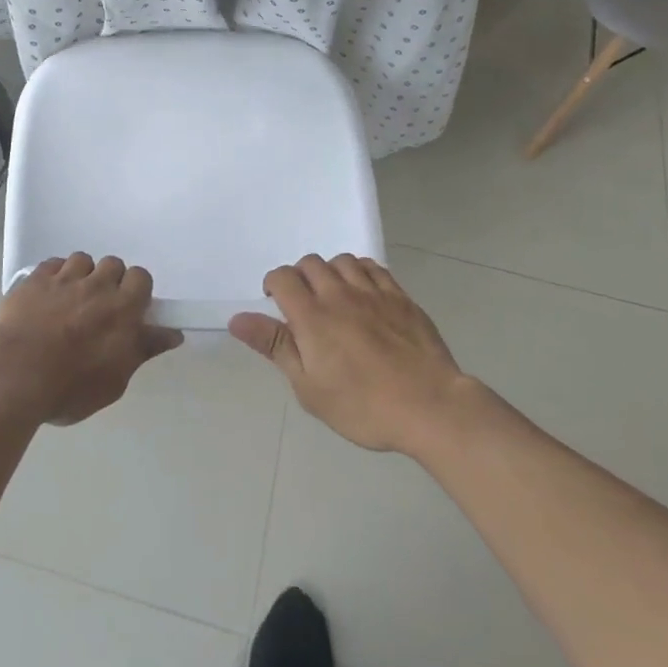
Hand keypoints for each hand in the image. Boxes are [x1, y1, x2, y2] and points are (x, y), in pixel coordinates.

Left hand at [0, 253, 182, 425]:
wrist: (17, 375)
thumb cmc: (72, 386)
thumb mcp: (116, 380)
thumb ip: (143, 350)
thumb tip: (173, 333)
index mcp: (122, 308)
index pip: (141, 277)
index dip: (136, 290)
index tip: (129, 309)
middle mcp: (97, 285)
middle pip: (113, 264)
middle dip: (110, 280)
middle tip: (99, 307)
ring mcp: (64, 278)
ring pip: (82, 260)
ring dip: (82, 275)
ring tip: (71, 299)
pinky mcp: (35, 279)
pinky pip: (52, 264)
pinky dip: (54, 275)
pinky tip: (48, 295)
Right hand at [230, 255, 481, 455]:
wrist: (430, 406)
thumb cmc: (363, 405)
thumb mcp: (309, 387)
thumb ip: (275, 346)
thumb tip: (237, 318)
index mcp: (312, 315)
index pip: (282, 278)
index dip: (273, 285)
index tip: (277, 305)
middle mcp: (338, 293)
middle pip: (310, 263)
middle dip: (300, 277)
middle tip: (305, 306)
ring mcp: (372, 291)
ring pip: (341, 260)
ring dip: (330, 272)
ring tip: (334, 297)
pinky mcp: (399, 296)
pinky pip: (373, 267)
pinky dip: (360, 272)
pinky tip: (363, 293)